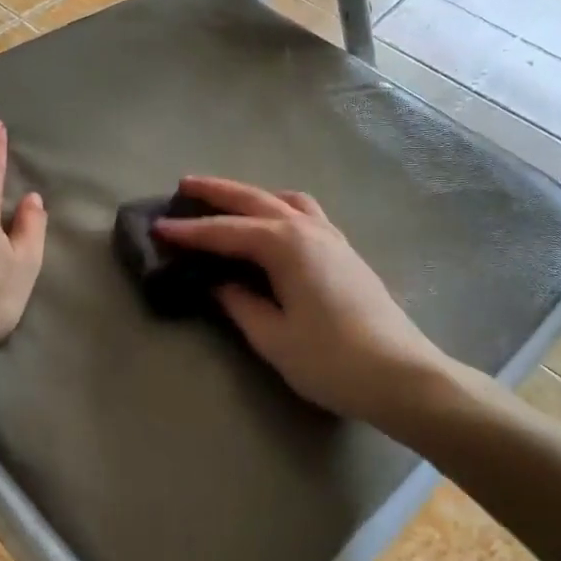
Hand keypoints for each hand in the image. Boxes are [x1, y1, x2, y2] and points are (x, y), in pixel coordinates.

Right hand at [154, 176, 447, 424]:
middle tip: (184, 185)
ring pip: (285, 200)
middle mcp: (308, 229)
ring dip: (253, 194)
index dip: (190, 230)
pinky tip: (274, 224)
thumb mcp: (274, 337)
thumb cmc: (331, 360)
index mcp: (286, 245)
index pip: (226, 231)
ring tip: (228, 201)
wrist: (401, 375)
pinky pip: (306, 213)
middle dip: (217, 192)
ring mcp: (331, 237)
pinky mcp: (345, 251)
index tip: (158, 226)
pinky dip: (280, 207)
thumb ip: (240, 304)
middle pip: (255, 199)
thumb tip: (218, 283)